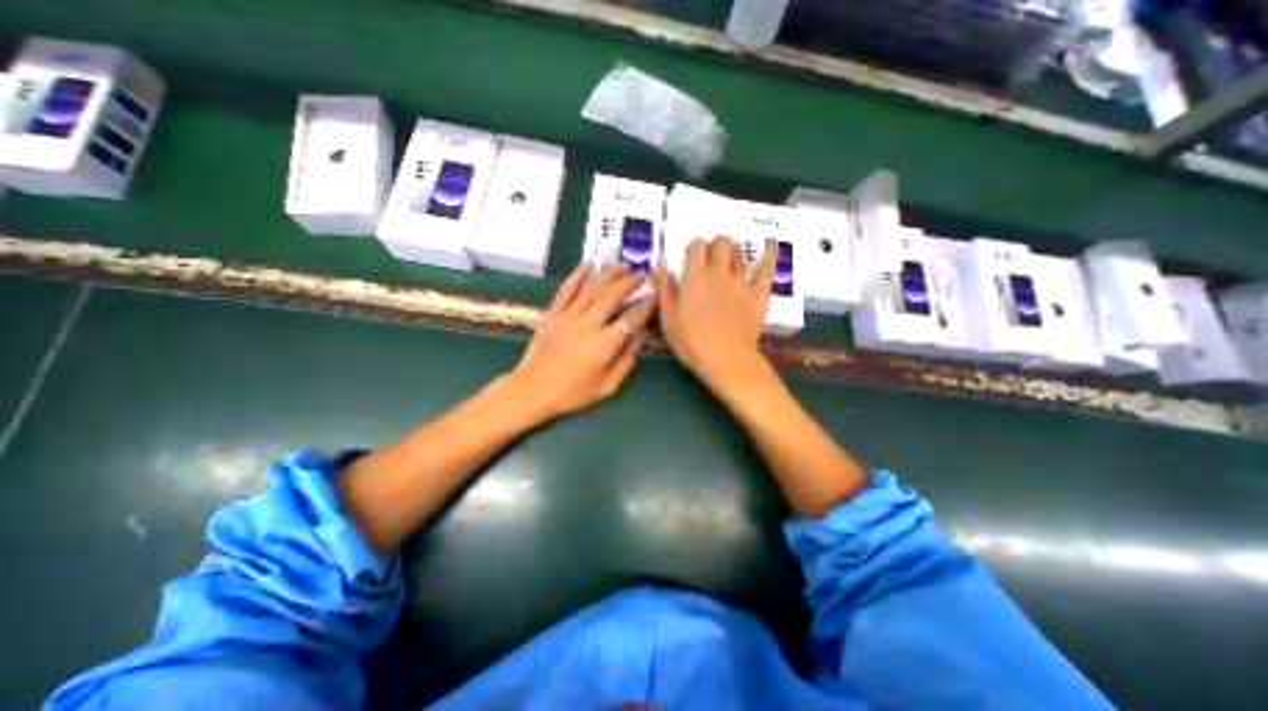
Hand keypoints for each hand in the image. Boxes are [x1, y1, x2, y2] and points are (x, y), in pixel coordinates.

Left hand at [511, 265, 659, 421]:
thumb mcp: (606, 386)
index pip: (632, 318)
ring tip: (621, 266)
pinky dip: (578, 274)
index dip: (646, 305)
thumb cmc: (572, 393)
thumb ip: (626, 361)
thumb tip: (639, 339)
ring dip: (609, 273)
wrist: (532, 390)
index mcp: (605, 344)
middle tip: (642, 274)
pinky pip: (567, 289)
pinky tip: (589, 264)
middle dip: (630, 282)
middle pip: (613, 295)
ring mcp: (568, 316)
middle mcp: (588, 324)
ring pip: (592, 287)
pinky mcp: (553, 313)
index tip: (655, 295)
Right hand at [660, 235, 779, 393]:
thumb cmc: (691, 342)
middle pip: (721, 244)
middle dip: (716, 245)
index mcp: (695, 277)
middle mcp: (719, 273)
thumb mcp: (668, 319)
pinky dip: (769, 256)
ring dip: (734, 251)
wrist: (726, 360)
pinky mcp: (758, 294)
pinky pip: (766, 270)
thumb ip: (664, 290)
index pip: (697, 246)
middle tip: (712, 256)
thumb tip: (658, 267)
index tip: (691, 256)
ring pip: (740, 254)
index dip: (694, 247)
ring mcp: (741, 282)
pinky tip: (772, 246)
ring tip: (731, 257)